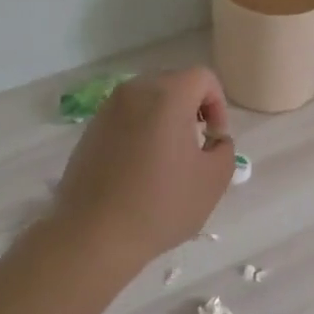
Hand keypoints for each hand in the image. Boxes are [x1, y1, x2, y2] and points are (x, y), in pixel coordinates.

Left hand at [52, 67, 236, 270]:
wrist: (93, 236)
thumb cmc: (160, 205)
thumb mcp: (213, 180)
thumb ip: (224, 149)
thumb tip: (212, 140)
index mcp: (167, 95)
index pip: (203, 78)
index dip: (218, 105)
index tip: (214, 139)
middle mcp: (134, 92)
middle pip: (174, 84)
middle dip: (191, 109)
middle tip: (196, 146)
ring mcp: (107, 110)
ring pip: (147, 101)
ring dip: (164, 120)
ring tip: (168, 160)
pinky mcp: (90, 131)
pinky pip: (125, 118)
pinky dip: (140, 132)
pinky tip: (140, 169)